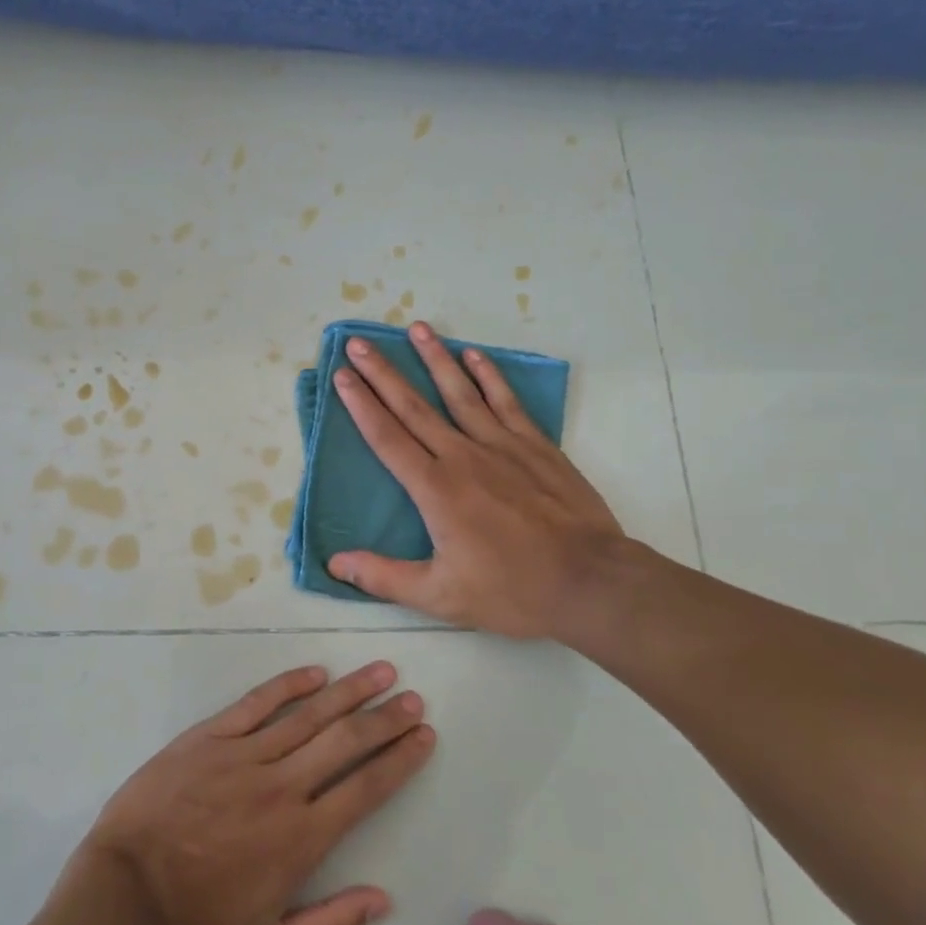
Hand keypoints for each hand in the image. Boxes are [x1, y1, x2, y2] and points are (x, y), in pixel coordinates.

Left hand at [78, 662, 434, 924]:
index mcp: (300, 839)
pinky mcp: (209, 737)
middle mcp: (281, 787)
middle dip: (384, 718)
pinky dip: (288, 685)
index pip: (365, 788)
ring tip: (380, 671)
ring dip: (348, 692)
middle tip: (413, 697)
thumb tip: (383, 899)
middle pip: (345, 742)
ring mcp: (243, 755)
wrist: (122, 897)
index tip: (424, 735)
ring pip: (308, 715)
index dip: (400, 760)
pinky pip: (256, 703)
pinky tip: (315, 673)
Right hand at [327, 322, 636, 645]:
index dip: (360, 405)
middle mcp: (462, 456)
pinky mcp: (535, 446)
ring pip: (459, 393)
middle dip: (382, 373)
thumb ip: (384, 577)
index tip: (342, 376)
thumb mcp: (440, 596)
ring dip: (435, 358)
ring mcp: (502, 446)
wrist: (590, 582)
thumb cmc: (512, 591)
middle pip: (414, 406)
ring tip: (416, 328)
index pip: (387, 438)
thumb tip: (335, 564)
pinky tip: (474, 355)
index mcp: (435, 489)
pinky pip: (506, 402)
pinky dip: (489, 375)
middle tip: (358, 343)